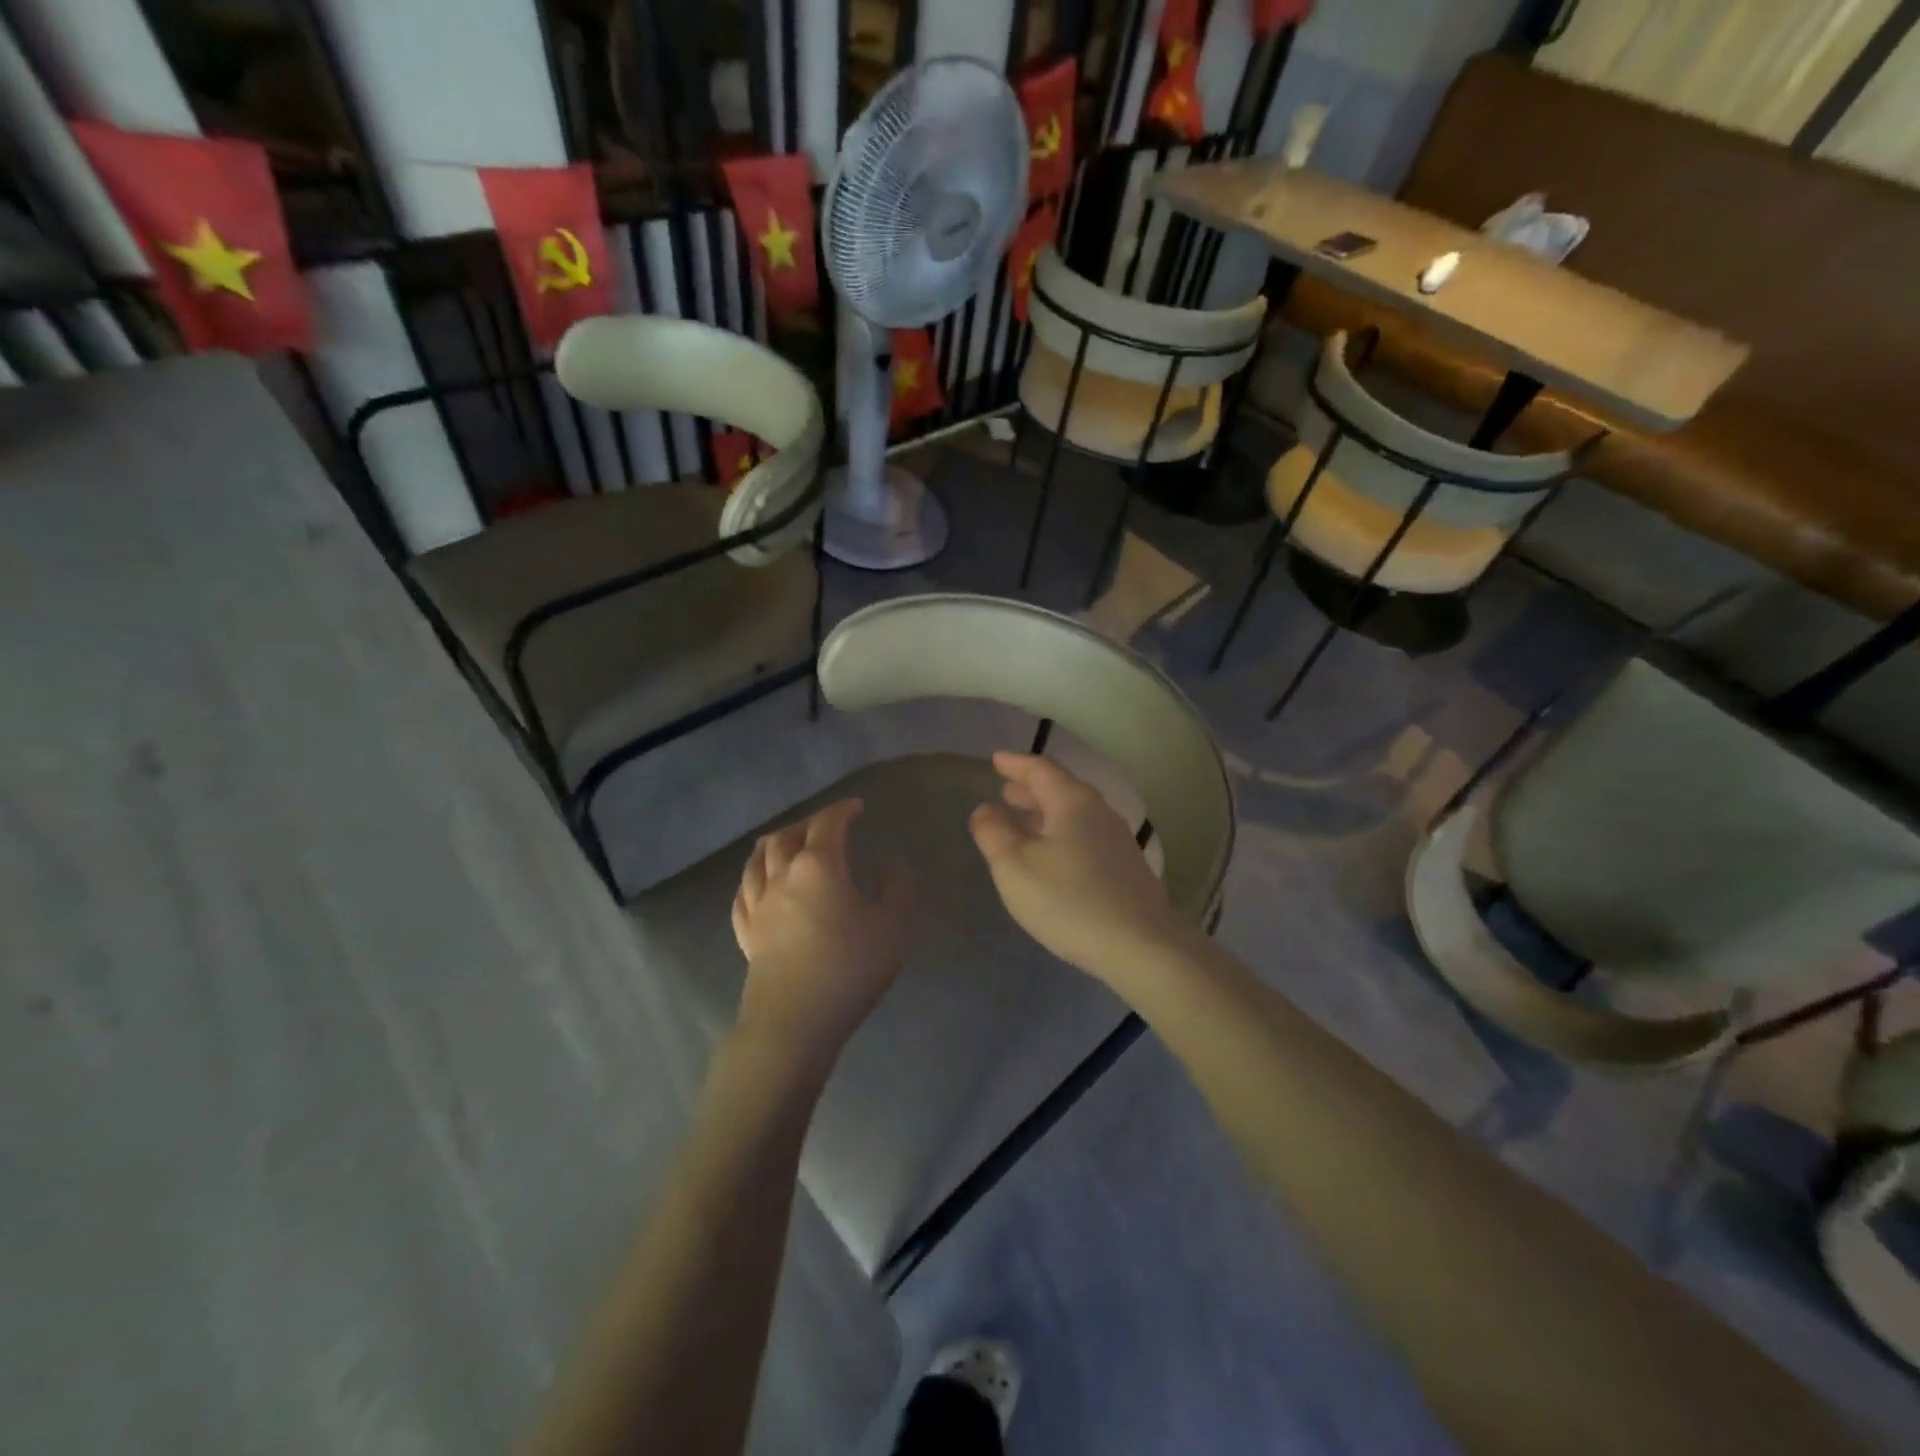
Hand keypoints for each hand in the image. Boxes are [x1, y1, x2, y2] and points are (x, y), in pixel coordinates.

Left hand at [731, 799, 913, 1059]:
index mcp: (818, 865)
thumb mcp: (893, 925)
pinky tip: (758, 883)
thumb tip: (890, 863)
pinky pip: (743, 894)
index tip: (857, 807)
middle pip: (787, 836)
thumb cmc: (849, 968)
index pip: (828, 823)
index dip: (843, 810)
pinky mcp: (747, 934)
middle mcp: (782, 876)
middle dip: (808, 823)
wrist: (794, 1023)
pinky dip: (753, 877)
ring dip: (776, 842)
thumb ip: (898, 887)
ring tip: (787, 841)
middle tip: (827, 824)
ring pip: (758, 860)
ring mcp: (759, 905)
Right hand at [968, 752, 1190, 979]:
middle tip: (1005, 790)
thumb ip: (993, 833)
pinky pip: (1086, 835)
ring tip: (1023, 821)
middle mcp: (1099, 811)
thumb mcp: (1014, 867)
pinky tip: (1053, 854)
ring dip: (1046, 812)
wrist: (1141, 945)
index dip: (1015, 763)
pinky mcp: (1126, 867)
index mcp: (1072, 801)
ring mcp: (1117, 840)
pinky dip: (1062, 832)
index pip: (1040, 769)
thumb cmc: (1068, 900)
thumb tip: (985, 809)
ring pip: (1074, 813)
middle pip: (1061, 788)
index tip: (996, 759)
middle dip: (1030, 788)